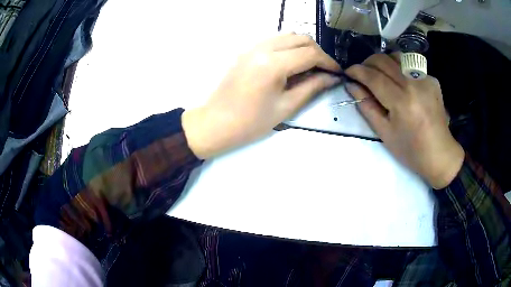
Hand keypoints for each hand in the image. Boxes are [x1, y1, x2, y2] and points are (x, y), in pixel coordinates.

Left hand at [182, 33, 340, 158]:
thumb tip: (332, 78)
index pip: (310, 53)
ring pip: (287, 36)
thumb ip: (312, 87)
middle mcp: (263, 48)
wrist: (216, 122)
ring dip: (303, 47)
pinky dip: (288, 47)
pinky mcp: (247, 50)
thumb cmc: (251, 122)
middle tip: (324, 71)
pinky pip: (274, 40)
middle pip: (300, 38)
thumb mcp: (286, 107)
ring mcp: (252, 47)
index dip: (328, 62)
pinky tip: (290, 64)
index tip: (337, 73)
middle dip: (317, 52)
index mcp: (273, 63)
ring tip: (309, 67)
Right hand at [345, 53, 464, 188]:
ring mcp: (425, 79)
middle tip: (362, 74)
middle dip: (368, 63)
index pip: (373, 77)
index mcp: (401, 102)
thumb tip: (352, 85)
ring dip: (383, 62)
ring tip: (380, 74)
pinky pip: (410, 66)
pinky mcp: (432, 79)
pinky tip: (401, 84)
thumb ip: (367, 106)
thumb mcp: (384, 133)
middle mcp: (413, 85)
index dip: (357, 71)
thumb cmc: (410, 149)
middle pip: (384, 61)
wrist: (439, 153)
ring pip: (397, 57)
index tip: (348, 72)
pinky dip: (400, 70)